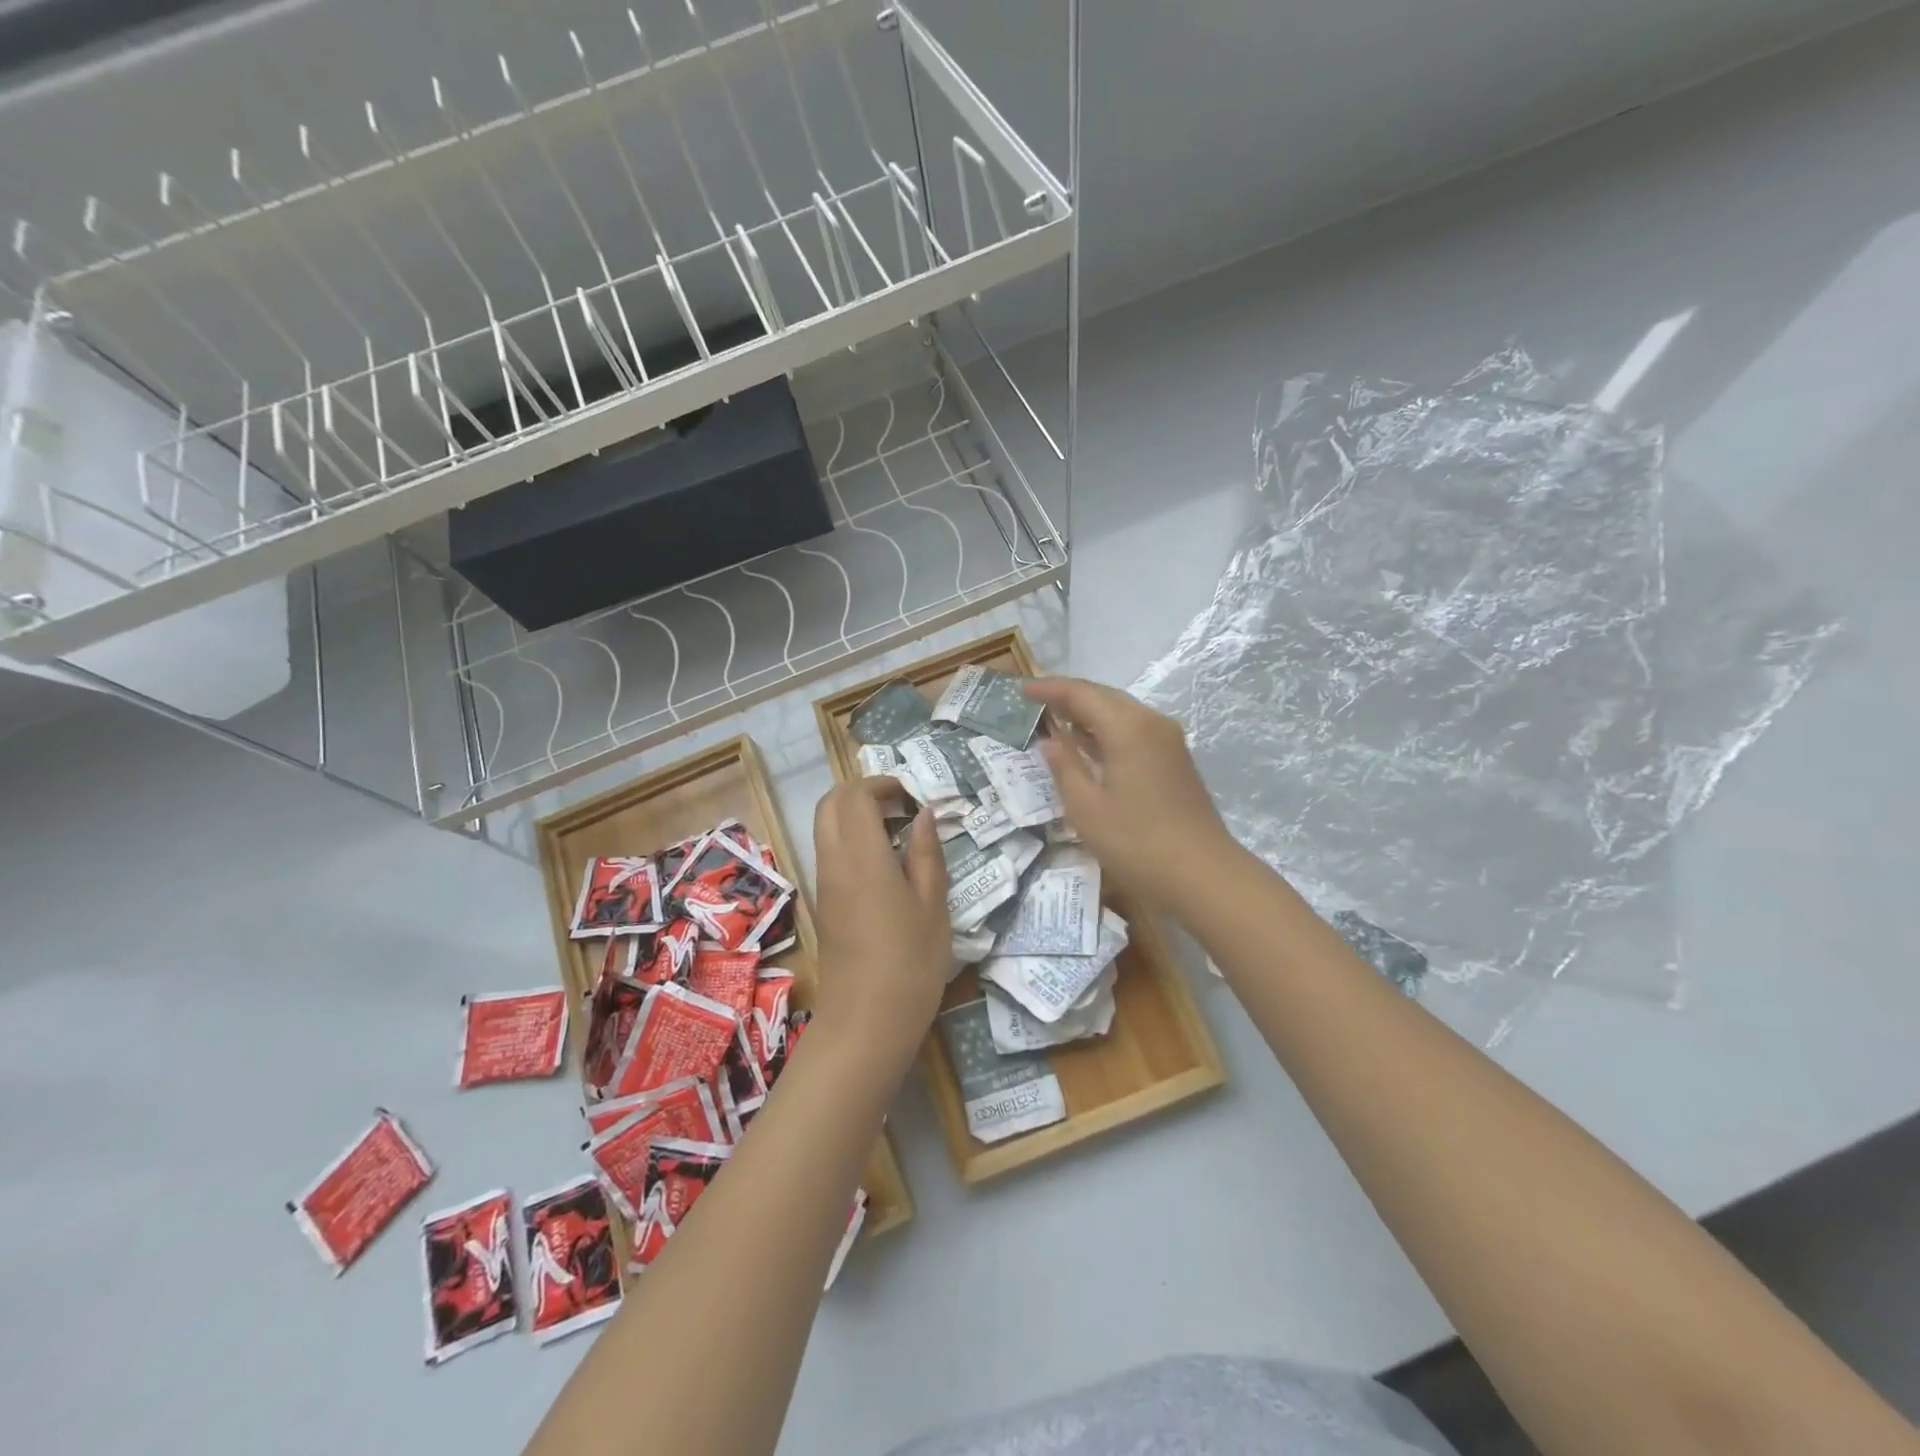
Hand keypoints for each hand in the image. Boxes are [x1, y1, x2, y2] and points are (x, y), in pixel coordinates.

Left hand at [810, 777, 949, 1063]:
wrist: (866, 1023)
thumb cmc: (910, 963)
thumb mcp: (933, 906)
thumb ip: (927, 853)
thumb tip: (924, 813)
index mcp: (862, 856)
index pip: (855, 795)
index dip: (882, 784)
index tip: (912, 795)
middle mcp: (833, 862)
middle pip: (830, 803)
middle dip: (862, 792)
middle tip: (900, 806)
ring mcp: (823, 883)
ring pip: (825, 827)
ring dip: (855, 816)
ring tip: (897, 834)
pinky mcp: (823, 903)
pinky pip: (829, 852)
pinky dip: (850, 840)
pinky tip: (885, 864)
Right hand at [1025, 677, 1237, 908]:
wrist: (1204, 875)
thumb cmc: (1137, 843)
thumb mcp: (1087, 808)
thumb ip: (1064, 768)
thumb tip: (1049, 742)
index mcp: (1128, 727)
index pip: (1081, 694)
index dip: (1049, 689)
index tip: (1021, 690)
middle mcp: (1151, 723)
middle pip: (1104, 697)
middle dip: (1069, 696)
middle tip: (1035, 702)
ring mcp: (1168, 741)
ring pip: (1121, 713)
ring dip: (1089, 713)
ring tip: (1055, 719)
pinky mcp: (1175, 760)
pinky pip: (1134, 731)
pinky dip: (1107, 731)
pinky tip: (1088, 745)